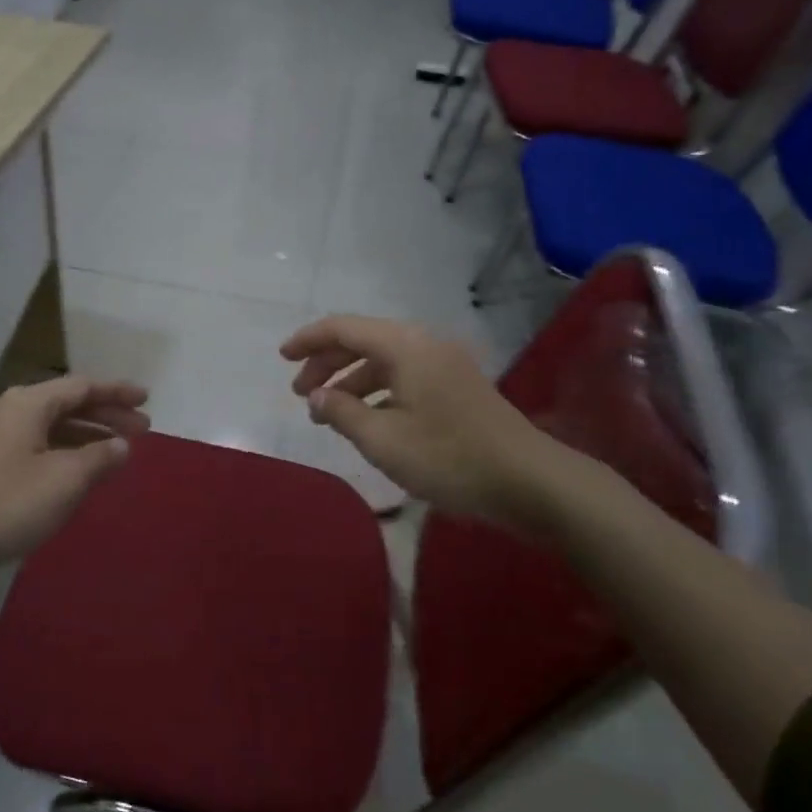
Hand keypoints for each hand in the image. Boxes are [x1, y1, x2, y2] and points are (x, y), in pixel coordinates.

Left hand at [0, 376, 150, 577]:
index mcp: (29, 403)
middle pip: (68, 403)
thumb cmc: (8, 503)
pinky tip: (79, 469)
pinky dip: (66, 450)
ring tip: (118, 450)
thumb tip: (121, 445)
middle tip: (143, 428)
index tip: (147, 399)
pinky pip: (39, 444)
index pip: (83, 386)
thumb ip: (99, 457)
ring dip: (88, 434)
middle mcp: (11, 410)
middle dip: (107, 414)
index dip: (117, 392)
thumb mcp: (65, 480)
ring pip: (53, 425)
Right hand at [280, 315, 582, 534]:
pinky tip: (367, 421)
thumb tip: (317, 397)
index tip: (281, 358)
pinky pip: (404, 376)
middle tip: (301, 393)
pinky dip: (377, 391)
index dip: (308, 340)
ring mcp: (444, 365)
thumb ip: (342, 413)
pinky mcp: (456, 386)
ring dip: (351, 381)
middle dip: (327, 363)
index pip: (344, 328)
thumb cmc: (449, 458)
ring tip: (328, 414)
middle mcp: (424, 344)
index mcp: (405, 347)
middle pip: (363, 341)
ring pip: (383, 360)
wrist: (530, 482)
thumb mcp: (384, 440)